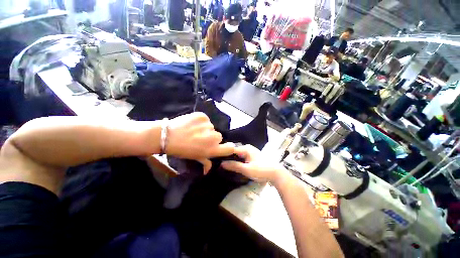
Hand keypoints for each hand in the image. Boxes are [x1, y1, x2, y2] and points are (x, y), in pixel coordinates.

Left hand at [166, 112, 234, 173]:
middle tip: (201, 138)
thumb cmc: (181, 150)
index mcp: (212, 149)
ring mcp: (208, 125)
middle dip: (212, 137)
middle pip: (219, 136)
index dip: (228, 147)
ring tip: (194, 130)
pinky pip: (205, 119)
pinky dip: (200, 121)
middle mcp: (213, 137)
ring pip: (211, 127)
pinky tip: (192, 123)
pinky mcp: (202, 116)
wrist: (166, 136)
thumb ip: (205, 163)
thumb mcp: (194, 158)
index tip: (223, 146)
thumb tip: (207, 171)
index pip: (230, 148)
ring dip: (205, 129)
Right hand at [221, 144, 286, 182]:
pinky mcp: (253, 156)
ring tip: (225, 165)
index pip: (231, 149)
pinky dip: (238, 160)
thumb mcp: (246, 169)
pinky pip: (242, 157)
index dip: (224, 154)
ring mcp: (251, 151)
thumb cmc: (261, 170)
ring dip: (233, 159)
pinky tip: (235, 165)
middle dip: (228, 157)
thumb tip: (221, 163)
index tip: (217, 160)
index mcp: (245, 148)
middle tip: (220, 164)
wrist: (276, 173)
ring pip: (238, 155)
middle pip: (234, 152)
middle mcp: (247, 147)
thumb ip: (234, 166)